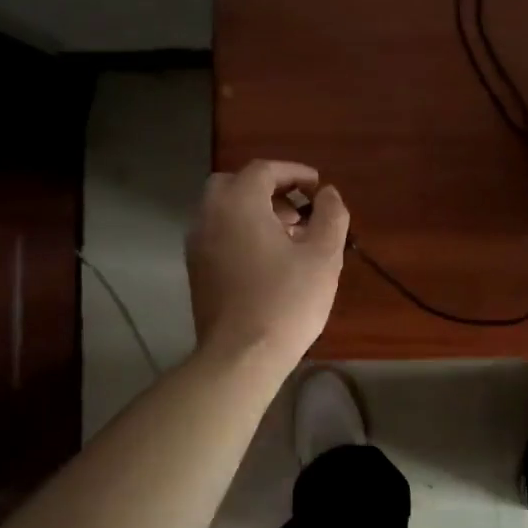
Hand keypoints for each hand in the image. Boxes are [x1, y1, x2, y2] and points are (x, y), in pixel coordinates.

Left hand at [187, 160, 348, 368]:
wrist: (240, 356)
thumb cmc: (286, 300)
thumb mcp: (323, 255)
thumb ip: (330, 216)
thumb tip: (328, 194)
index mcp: (238, 203)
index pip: (263, 170)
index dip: (294, 173)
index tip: (317, 186)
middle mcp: (210, 216)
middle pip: (235, 184)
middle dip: (269, 189)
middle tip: (299, 209)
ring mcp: (197, 245)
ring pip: (224, 211)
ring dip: (255, 212)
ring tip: (291, 237)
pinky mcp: (197, 271)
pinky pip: (219, 235)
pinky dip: (242, 232)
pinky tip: (270, 260)